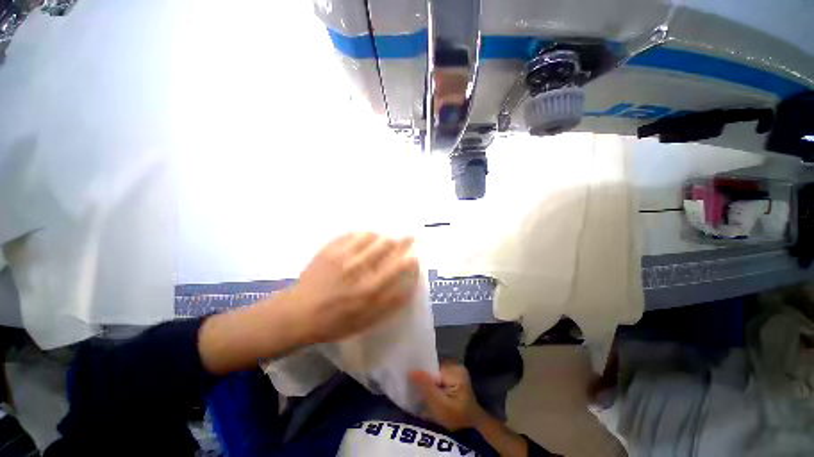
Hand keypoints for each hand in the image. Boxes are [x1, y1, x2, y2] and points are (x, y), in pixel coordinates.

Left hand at [289, 232, 419, 344]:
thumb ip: (391, 303)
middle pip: (388, 245)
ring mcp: (343, 256)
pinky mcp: (330, 249)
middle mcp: (360, 268)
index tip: (415, 255)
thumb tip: (410, 286)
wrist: (299, 313)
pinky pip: (352, 234)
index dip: (411, 258)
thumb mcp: (367, 321)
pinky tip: (364, 238)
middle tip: (409, 236)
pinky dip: (362, 234)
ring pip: (371, 235)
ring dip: (382, 236)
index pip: (399, 266)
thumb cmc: (336, 321)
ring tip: (385, 238)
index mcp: (370, 289)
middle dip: (402, 240)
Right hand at [410, 363, 487, 431]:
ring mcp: (455, 369)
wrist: (473, 424)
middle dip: (424, 380)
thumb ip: (427, 388)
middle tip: (416, 393)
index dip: (421, 377)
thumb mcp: (441, 407)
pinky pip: (438, 375)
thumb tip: (411, 371)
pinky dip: (433, 384)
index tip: (411, 385)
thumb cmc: (458, 417)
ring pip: (434, 373)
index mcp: (455, 371)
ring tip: (422, 394)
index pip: (431, 369)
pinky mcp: (453, 374)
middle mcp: (455, 365)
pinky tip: (430, 393)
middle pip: (433, 370)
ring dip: (428, 383)